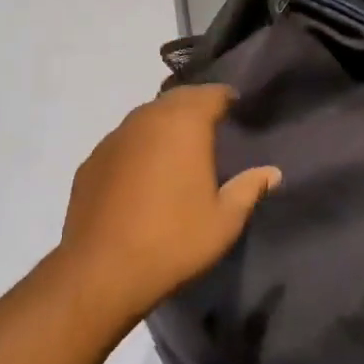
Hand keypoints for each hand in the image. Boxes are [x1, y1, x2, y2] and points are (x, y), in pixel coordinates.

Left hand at [56, 85, 280, 324]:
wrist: (101, 270)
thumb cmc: (174, 240)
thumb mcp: (224, 220)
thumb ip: (248, 189)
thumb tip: (271, 172)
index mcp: (184, 123)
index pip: (211, 93)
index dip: (226, 98)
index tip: (237, 111)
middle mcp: (146, 118)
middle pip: (176, 99)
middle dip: (195, 107)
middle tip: (212, 128)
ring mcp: (114, 137)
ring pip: (146, 117)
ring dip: (164, 125)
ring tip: (178, 150)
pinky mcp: (91, 160)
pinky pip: (123, 142)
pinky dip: (138, 148)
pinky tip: (142, 175)